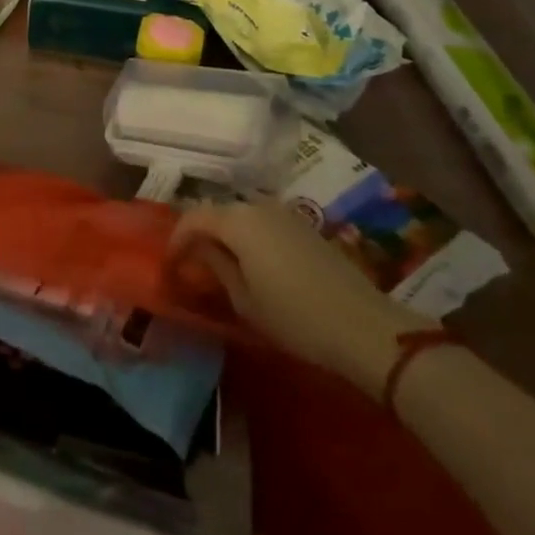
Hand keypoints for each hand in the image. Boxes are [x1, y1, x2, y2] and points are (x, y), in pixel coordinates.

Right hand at [170, 194, 434, 396]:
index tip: (170, 265)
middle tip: (191, 262)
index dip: (176, 240)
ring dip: (225, 233)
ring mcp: (284, 213)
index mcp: (236, 221)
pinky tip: (251, 260)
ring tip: (219, 260)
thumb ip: (216, 267)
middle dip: (200, 233)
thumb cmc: (295, 317)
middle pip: (217, 211)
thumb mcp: (244, 300)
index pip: (192, 218)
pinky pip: (263, 222)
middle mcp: (257, 206)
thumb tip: (199, 251)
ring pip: (241, 215)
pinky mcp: (305, 226)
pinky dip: (249, 236)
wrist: (365, 327)